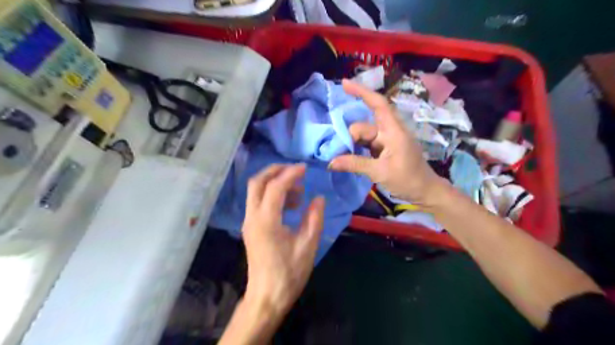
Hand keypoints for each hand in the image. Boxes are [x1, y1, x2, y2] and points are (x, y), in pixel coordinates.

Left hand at [241, 164, 326, 317]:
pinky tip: (289, 205)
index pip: (276, 187)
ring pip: (255, 191)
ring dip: (274, 183)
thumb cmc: (289, 273)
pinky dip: (271, 195)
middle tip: (295, 171)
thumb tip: (318, 198)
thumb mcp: (308, 245)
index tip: (305, 168)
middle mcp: (252, 217)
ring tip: (298, 192)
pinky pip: (258, 202)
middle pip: (257, 182)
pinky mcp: (250, 228)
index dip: (291, 174)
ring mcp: (248, 222)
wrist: (267, 297)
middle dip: (275, 171)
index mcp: (266, 221)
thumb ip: (314, 218)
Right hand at [329, 80, 449, 205]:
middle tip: (336, 153)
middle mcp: (389, 132)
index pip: (378, 104)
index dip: (362, 92)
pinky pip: (366, 146)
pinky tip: (346, 158)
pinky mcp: (383, 151)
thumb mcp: (380, 172)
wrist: (424, 192)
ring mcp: (386, 142)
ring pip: (363, 137)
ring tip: (338, 157)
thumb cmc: (408, 179)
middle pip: (364, 127)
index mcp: (393, 131)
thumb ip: (355, 164)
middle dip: (349, 138)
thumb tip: (330, 162)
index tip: (344, 84)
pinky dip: (356, 150)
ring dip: (351, 145)